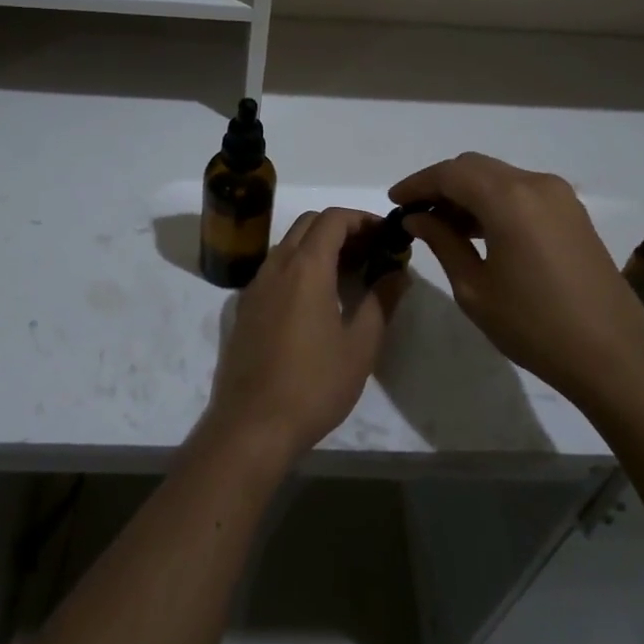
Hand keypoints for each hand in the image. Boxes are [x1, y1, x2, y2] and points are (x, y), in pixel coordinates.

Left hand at [205, 208, 404, 463]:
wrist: (252, 425)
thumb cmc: (313, 384)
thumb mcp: (360, 346)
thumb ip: (380, 301)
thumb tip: (397, 273)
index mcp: (306, 267)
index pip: (333, 218)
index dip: (362, 218)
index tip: (385, 233)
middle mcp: (276, 265)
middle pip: (308, 224)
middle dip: (341, 227)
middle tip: (370, 251)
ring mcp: (256, 285)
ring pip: (289, 244)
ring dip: (319, 246)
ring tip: (349, 273)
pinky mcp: (245, 307)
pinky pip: (275, 269)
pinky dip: (299, 266)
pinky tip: (317, 298)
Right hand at [389, 153, 643, 399]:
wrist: (615, 355)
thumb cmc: (535, 326)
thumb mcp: (475, 289)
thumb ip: (443, 243)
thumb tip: (418, 218)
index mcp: (508, 198)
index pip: (449, 173)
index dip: (417, 184)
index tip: (394, 202)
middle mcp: (535, 183)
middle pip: (474, 167)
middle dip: (441, 185)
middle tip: (416, 215)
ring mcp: (559, 196)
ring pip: (499, 176)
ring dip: (467, 193)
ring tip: (443, 227)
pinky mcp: (572, 212)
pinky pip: (521, 191)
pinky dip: (494, 201)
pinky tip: (480, 231)